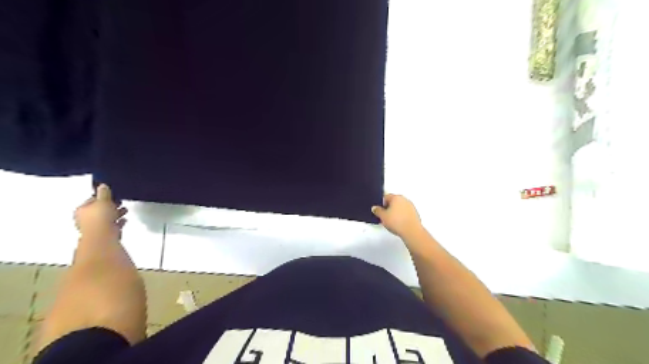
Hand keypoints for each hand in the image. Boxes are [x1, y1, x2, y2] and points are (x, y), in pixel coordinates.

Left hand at [76, 185, 126, 238]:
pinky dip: (118, 222)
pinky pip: (112, 226)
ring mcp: (94, 227)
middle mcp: (85, 219)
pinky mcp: (104, 234)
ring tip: (125, 210)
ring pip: (106, 218)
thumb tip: (102, 185)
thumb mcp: (103, 200)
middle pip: (99, 210)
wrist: (103, 236)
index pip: (92, 200)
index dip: (102, 197)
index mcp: (82, 210)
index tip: (112, 195)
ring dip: (115, 214)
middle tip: (119, 202)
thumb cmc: (100, 217)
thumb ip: (104, 193)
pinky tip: (124, 220)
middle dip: (110, 206)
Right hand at [373, 195, 424, 239]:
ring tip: (392, 221)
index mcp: (396, 197)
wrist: (411, 231)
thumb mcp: (382, 216)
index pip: (386, 197)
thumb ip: (377, 210)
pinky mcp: (415, 213)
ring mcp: (411, 206)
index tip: (379, 211)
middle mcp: (404, 199)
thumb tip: (375, 208)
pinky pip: (405, 212)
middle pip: (394, 201)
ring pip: (400, 207)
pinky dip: (402, 216)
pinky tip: (399, 223)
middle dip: (389, 208)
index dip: (381, 204)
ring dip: (396, 212)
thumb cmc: (396, 222)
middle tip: (384, 216)